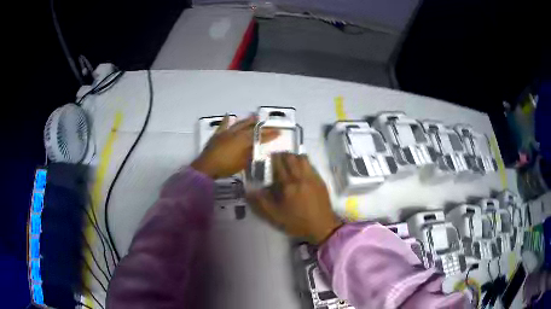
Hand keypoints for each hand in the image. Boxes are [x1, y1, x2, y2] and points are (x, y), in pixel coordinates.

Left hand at [191, 115, 277, 178]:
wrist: (206, 167)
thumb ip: (249, 154)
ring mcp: (226, 133)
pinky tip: (228, 115)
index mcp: (243, 140)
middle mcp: (236, 133)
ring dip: (247, 120)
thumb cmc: (226, 167)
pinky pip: (223, 125)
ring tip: (254, 117)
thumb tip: (253, 148)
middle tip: (267, 122)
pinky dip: (226, 120)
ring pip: (239, 124)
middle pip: (251, 127)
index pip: (259, 136)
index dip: (269, 135)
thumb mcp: (242, 163)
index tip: (278, 132)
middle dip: (260, 125)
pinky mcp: (218, 135)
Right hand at [247, 153, 342, 243]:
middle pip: (291, 158)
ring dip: (294, 156)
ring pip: (303, 159)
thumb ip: (262, 202)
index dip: (272, 158)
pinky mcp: (321, 180)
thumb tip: (249, 190)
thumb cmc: (297, 222)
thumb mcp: (276, 216)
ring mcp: (312, 177)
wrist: (322, 227)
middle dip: (283, 154)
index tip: (267, 157)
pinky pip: (311, 165)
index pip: (279, 165)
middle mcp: (301, 177)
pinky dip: (304, 162)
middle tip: (277, 157)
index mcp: (289, 186)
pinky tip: (301, 168)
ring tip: (289, 161)